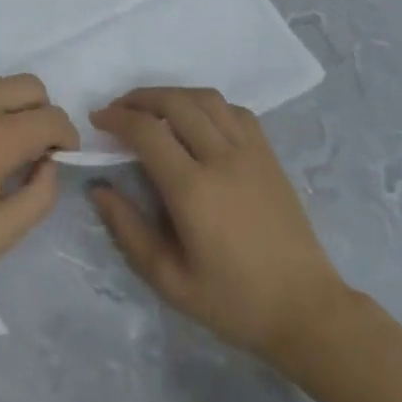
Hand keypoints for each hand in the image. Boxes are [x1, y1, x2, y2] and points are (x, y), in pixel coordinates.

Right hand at [89, 87, 349, 365]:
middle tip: (119, 109)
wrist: (303, 307)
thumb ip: (129, 231)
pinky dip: (208, 105)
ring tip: (153, 108)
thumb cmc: (233, 301)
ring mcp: (250, 151)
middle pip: (176, 102)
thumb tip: (99, 189)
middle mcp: (221, 157)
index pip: (148, 132)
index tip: (98, 120)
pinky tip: (197, 120)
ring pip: (206, 98)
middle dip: (141, 97)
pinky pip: (235, 110)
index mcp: (194, 190)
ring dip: (174, 94)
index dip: (118, 118)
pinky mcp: (269, 153)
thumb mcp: (170, 280)